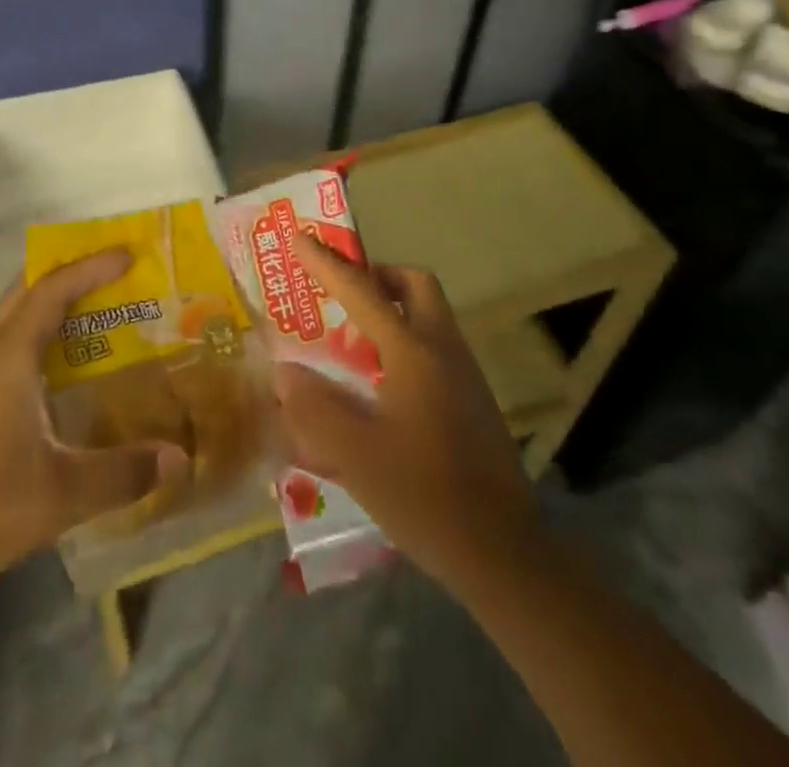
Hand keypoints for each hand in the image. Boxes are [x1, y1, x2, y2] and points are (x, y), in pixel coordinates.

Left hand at [0, 249, 188, 606]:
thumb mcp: (58, 496)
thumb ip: (122, 473)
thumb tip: (179, 457)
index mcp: (6, 360)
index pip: (50, 291)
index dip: (89, 268)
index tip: (128, 254)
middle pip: (26, 294)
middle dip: (68, 274)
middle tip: (113, 273)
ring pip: (15, 323)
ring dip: (53, 308)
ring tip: (100, 313)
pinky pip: (11, 354)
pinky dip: (42, 343)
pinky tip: (67, 375)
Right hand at [273, 233, 540, 596]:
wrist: (503, 551)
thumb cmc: (424, 496)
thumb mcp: (356, 454)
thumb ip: (315, 408)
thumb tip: (284, 372)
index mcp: (414, 352)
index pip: (363, 291)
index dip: (327, 264)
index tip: (300, 237)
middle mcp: (443, 349)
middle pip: (415, 285)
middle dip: (377, 275)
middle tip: (341, 292)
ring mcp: (465, 373)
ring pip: (429, 313)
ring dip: (392, 307)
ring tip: (351, 337)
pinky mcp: (473, 398)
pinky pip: (434, 345)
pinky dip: (404, 339)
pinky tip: (379, 382)